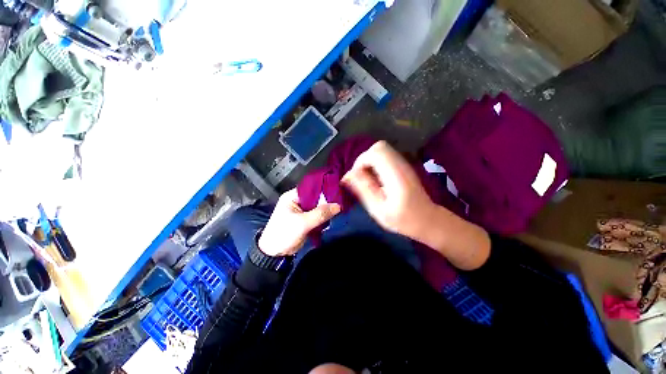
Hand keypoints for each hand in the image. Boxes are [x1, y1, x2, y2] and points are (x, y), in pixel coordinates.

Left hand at [258, 189, 340, 256]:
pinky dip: (323, 217)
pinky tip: (332, 217)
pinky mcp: (304, 220)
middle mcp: (297, 201)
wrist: (275, 254)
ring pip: (317, 207)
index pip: (311, 188)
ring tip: (339, 209)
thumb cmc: (284, 234)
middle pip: (315, 198)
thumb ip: (320, 213)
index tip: (337, 193)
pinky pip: (316, 215)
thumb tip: (338, 206)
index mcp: (292, 197)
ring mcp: (301, 211)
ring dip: (325, 210)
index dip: (324, 190)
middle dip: (326, 201)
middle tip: (340, 202)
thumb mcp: (302, 223)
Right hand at [341, 141, 437, 240]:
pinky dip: (376, 164)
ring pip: (381, 150)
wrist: (427, 219)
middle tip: (361, 177)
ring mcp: (404, 163)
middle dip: (364, 160)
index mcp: (395, 175)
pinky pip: (385, 156)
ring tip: (368, 179)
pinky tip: (376, 179)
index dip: (360, 162)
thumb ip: (363, 189)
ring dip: (369, 162)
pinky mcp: (403, 166)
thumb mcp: (378, 209)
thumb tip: (346, 176)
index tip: (356, 178)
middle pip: (378, 147)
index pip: (375, 153)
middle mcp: (401, 164)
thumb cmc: (402, 219)